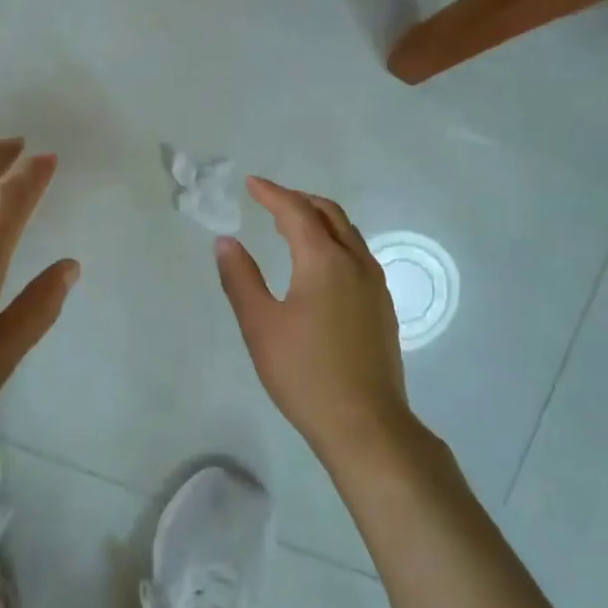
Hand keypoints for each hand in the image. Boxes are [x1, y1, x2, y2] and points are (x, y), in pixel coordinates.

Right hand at [214, 178, 413, 464]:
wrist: (365, 424)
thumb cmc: (304, 373)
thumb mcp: (260, 325)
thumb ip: (240, 278)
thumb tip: (226, 241)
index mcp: (324, 261)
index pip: (296, 212)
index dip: (272, 193)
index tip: (251, 183)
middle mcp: (356, 263)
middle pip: (330, 214)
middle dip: (299, 200)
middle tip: (271, 201)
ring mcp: (375, 286)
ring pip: (349, 234)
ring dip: (320, 220)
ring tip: (293, 226)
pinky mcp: (382, 307)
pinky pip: (358, 255)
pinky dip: (335, 242)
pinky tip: (320, 266)